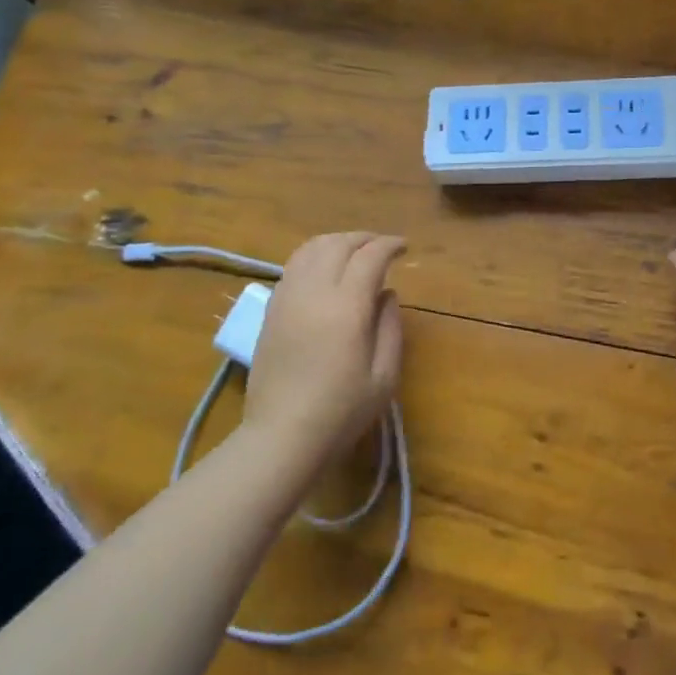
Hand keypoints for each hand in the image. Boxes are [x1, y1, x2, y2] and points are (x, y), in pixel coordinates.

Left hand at [244, 232, 405, 463]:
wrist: (282, 436)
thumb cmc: (341, 411)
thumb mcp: (384, 375)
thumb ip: (390, 326)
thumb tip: (386, 293)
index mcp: (345, 307)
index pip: (369, 257)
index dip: (389, 245)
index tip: (404, 248)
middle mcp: (313, 292)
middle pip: (338, 244)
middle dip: (364, 238)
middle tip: (383, 247)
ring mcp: (286, 298)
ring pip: (310, 249)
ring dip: (336, 242)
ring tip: (354, 252)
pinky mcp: (271, 310)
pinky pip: (292, 267)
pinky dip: (314, 256)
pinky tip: (325, 270)